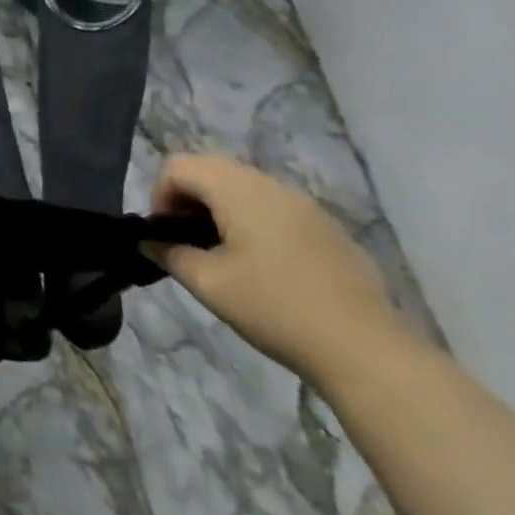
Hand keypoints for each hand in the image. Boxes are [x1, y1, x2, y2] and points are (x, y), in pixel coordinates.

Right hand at [145, 152, 413, 385]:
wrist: (365, 349)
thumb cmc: (274, 308)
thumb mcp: (208, 283)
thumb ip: (169, 254)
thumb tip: (149, 242)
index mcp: (238, 190)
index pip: (178, 166)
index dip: (159, 195)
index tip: (165, 236)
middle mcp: (270, 184)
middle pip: (210, 169)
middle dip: (186, 199)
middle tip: (186, 242)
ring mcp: (304, 204)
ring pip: (243, 186)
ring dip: (218, 209)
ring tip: (220, 255)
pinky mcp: (326, 227)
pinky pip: (273, 206)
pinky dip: (251, 221)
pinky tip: (262, 266)